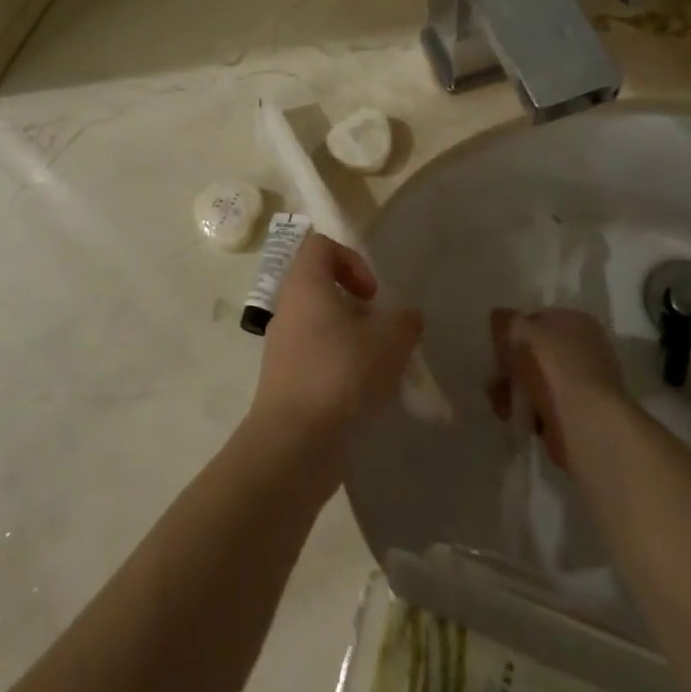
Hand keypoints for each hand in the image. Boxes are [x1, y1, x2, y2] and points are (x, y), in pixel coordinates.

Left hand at [247, 234, 423, 457]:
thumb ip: (405, 320)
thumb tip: (406, 317)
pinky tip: (370, 399)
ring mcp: (284, 349)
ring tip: (385, 371)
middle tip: (385, 334)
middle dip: (363, 310)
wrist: (294, 445)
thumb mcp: (390, 340)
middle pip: (326, 290)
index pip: (321, 246)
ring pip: (326, 330)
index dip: (352, 259)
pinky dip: (346, 373)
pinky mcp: (287, 384)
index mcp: (305, 285)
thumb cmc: (341, 375)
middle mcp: (289, 310)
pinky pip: (320, 363)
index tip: (373, 294)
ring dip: (358, 344)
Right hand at [488, 308, 628, 470]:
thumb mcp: (516, 330)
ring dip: (515, 391)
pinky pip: (548, 406)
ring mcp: (586, 382)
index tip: (497, 351)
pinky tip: (520, 419)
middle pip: (535, 352)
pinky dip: (531, 412)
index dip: (512, 334)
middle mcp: (586, 347)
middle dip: (510, 367)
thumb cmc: (550, 367)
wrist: (586, 424)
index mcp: (576, 320)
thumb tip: (500, 319)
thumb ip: (503, 320)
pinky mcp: (583, 414)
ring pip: (539, 381)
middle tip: (496, 381)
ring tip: (503, 406)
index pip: (535, 320)